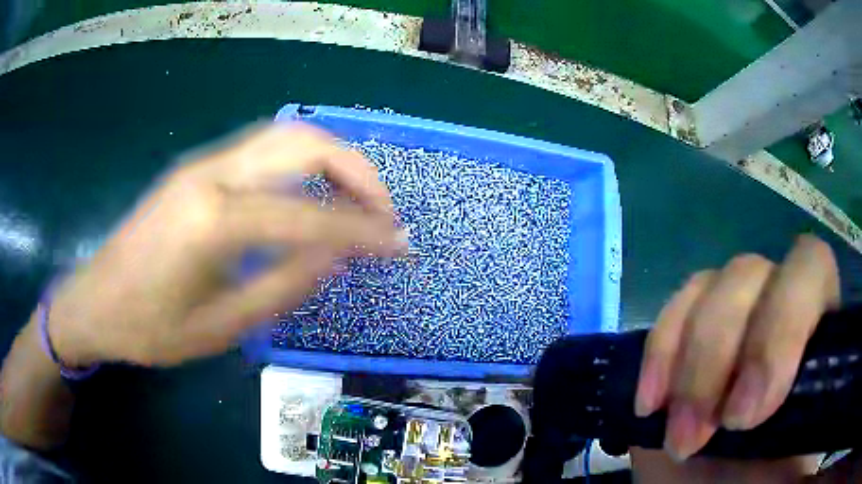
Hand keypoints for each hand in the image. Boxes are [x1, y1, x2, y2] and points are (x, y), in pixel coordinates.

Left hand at [46, 123, 407, 366]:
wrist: (95, 301)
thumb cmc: (150, 328)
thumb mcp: (220, 327)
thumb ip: (283, 286)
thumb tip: (337, 256)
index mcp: (213, 220)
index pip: (310, 214)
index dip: (364, 231)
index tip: (400, 246)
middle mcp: (212, 174)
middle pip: (304, 142)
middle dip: (358, 173)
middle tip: (384, 213)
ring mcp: (203, 163)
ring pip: (286, 135)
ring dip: (333, 161)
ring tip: (357, 201)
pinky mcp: (197, 168)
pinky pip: (264, 149)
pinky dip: (303, 163)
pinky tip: (312, 193)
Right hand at [632, 235, 838, 480]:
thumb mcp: (801, 467)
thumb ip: (823, 431)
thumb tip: (831, 415)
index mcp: (819, 334)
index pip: (813, 269)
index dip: (783, 325)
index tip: (748, 414)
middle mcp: (777, 314)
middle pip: (756, 272)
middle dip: (721, 353)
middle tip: (698, 434)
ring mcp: (731, 324)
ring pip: (713, 283)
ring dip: (689, 362)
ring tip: (676, 434)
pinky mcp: (688, 342)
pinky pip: (674, 311)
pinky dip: (659, 352)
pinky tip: (651, 403)